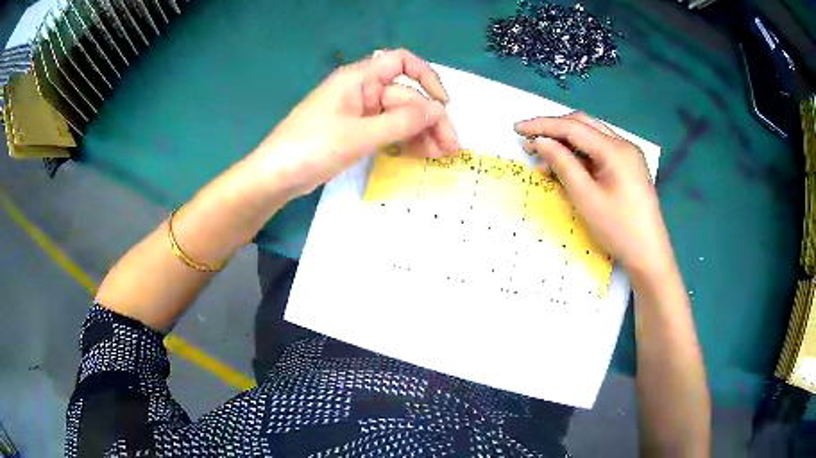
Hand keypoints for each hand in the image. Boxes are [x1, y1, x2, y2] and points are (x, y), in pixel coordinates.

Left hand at [251, 48, 459, 196]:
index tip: (443, 103)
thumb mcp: (359, 134)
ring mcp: (359, 113)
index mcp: (359, 79)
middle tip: (450, 148)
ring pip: (399, 116)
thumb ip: (401, 122)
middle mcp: (361, 91)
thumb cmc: (312, 147)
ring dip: (422, 133)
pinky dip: (404, 141)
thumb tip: (437, 111)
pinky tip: (421, 154)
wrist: (276, 176)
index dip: (427, 77)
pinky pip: (387, 131)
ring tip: (441, 155)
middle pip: (405, 97)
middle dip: (430, 119)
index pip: (401, 62)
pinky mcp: (356, 133)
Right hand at [515, 112, 672, 275]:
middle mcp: (623, 145)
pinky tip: (565, 168)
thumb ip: (563, 164)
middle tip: (529, 142)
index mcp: (615, 149)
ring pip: (591, 137)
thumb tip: (541, 141)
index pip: (573, 127)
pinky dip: (580, 156)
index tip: (517, 129)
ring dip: (566, 143)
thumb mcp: (586, 197)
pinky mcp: (628, 167)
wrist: (649, 254)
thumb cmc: (618, 229)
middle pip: (583, 125)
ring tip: (542, 158)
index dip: (543, 125)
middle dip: (554, 130)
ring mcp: (628, 156)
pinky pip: (599, 152)